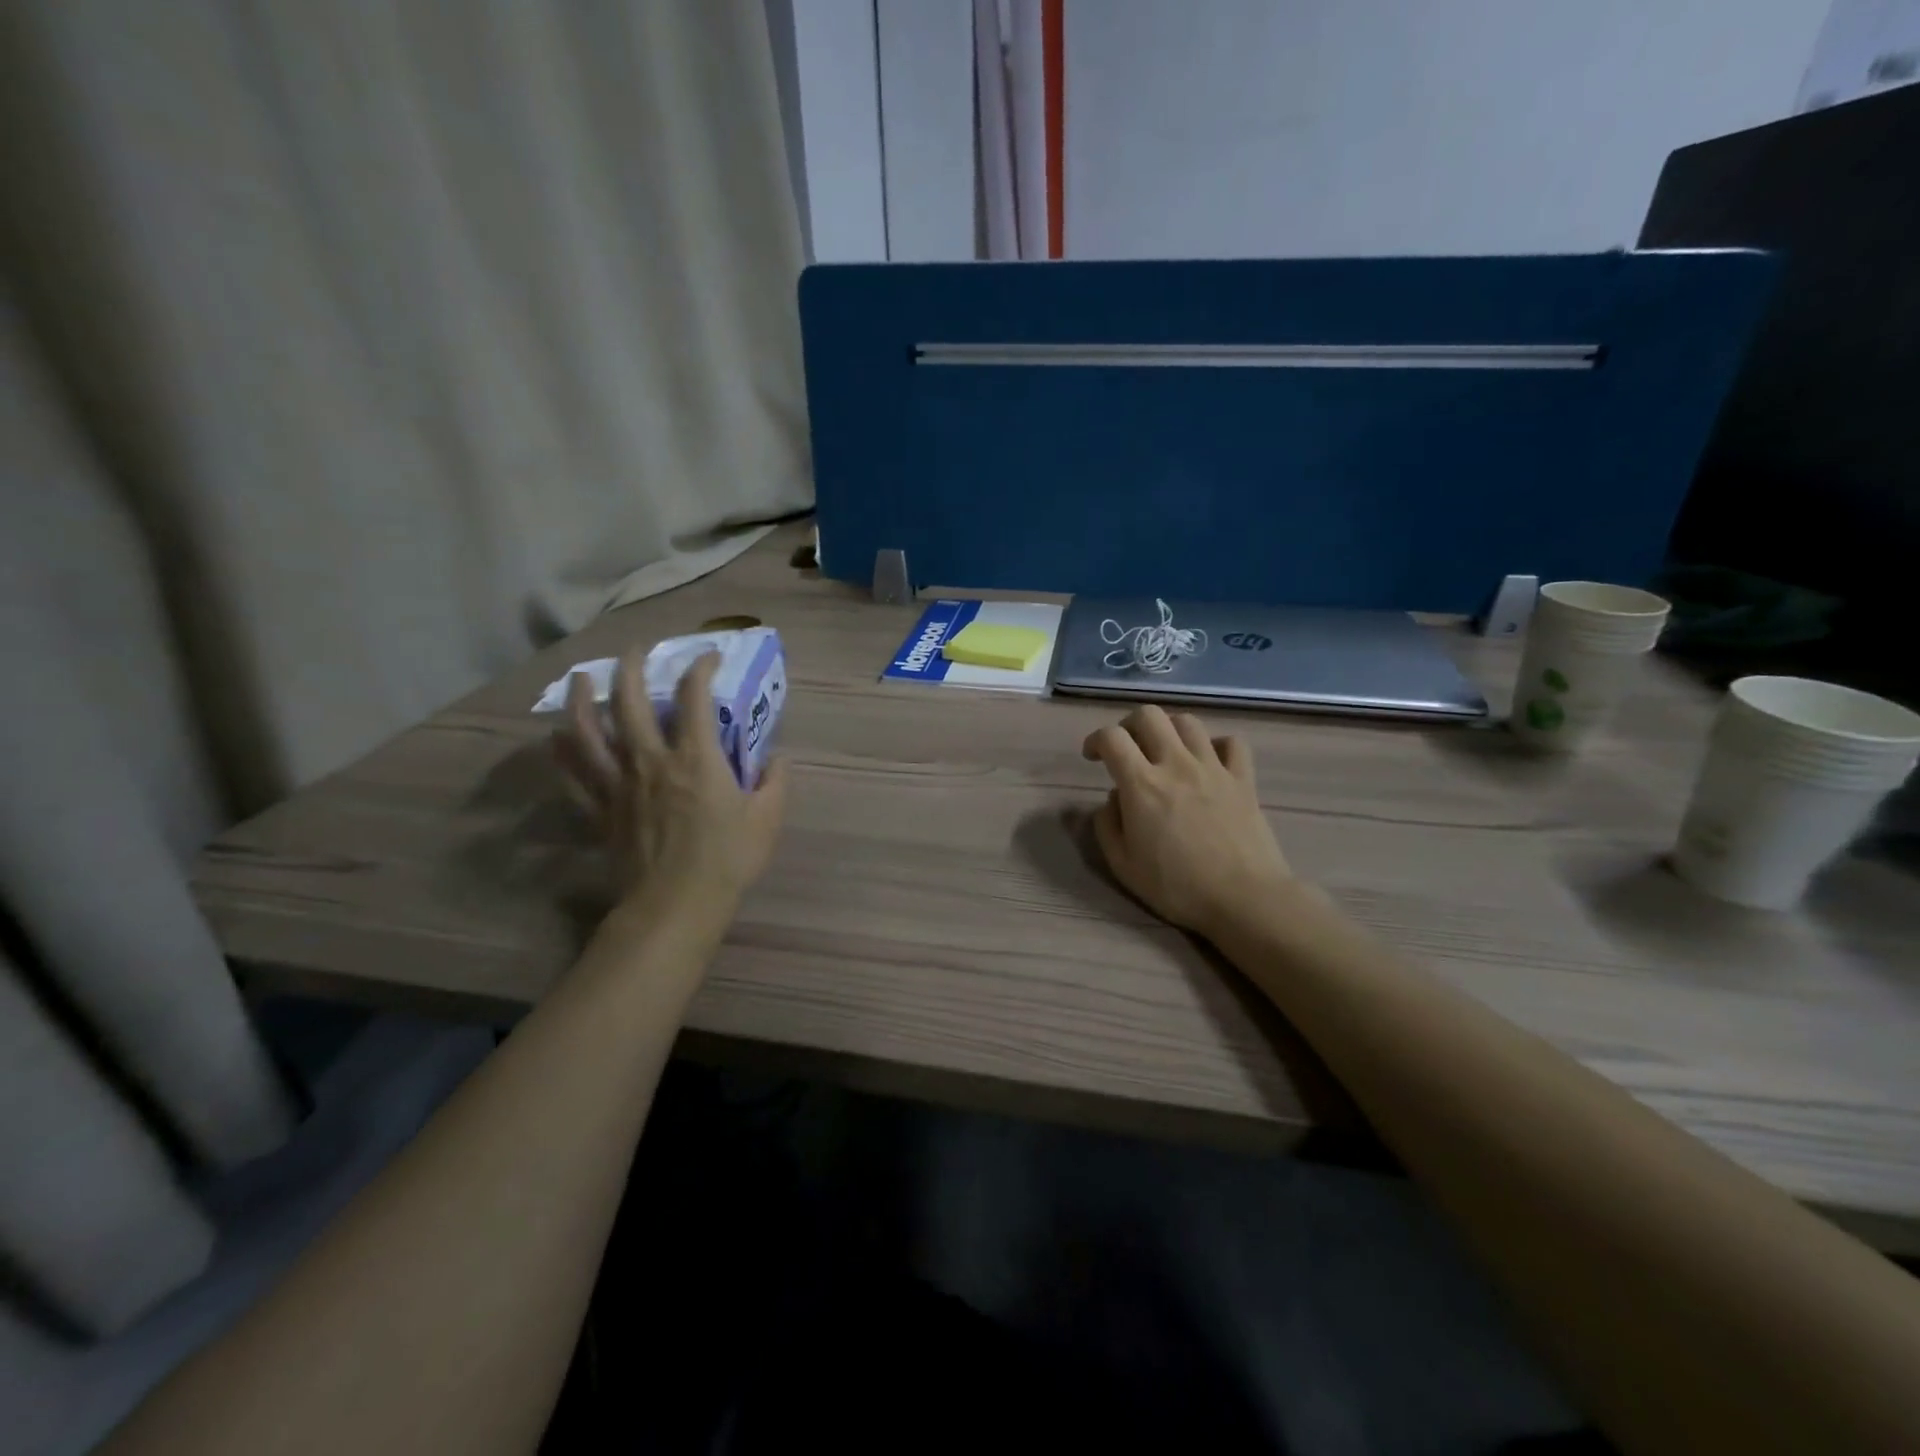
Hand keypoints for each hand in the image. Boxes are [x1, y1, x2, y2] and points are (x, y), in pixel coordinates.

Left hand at [553, 647, 789, 924]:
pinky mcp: (601, 811)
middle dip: (631, 667)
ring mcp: (619, 785)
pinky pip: (574, 775)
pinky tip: (557, 736)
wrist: (675, 906)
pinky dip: (562, 752)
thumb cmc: (727, 860)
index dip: (700, 668)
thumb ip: (775, 782)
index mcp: (696, 758)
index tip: (708, 657)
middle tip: (635, 650)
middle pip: (630, 702)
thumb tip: (777, 758)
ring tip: (581, 678)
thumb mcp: (767, 819)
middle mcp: (651, 760)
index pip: (694, 697)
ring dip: (582, 699)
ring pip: (588, 732)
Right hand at [1081, 705, 1290, 937]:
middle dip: (1129, 725)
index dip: (1096, 740)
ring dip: (1169, 730)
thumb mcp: (1123, 866)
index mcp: (1141, 784)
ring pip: (1188, 722)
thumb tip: (1113, 799)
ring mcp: (1213, 768)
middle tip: (1127, 748)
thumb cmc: (1177, 887)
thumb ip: (1107, 826)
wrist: (1244, 898)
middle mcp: (1176, 764)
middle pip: (1149, 716)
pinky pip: (1232, 743)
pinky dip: (1216, 745)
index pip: (1112, 738)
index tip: (1093, 757)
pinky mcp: (1243, 779)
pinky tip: (1209, 762)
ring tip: (1165, 752)